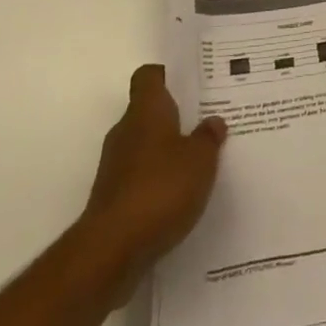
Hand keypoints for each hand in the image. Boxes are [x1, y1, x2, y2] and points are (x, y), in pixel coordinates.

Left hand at [77, 65, 226, 301]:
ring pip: (145, 146)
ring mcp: (115, 165)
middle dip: (176, 117)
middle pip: (149, 111)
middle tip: (206, 122)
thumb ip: (208, 137)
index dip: (167, 76)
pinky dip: (157, 181)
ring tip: (199, 161)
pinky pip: (140, 176)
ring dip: (167, 152)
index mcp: (145, 110)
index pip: (149, 76)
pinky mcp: (113, 197)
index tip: (190, 84)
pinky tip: (181, 195)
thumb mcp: (200, 159)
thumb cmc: (160, 189)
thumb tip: (213, 121)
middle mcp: (126, 131)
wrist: (111, 250)